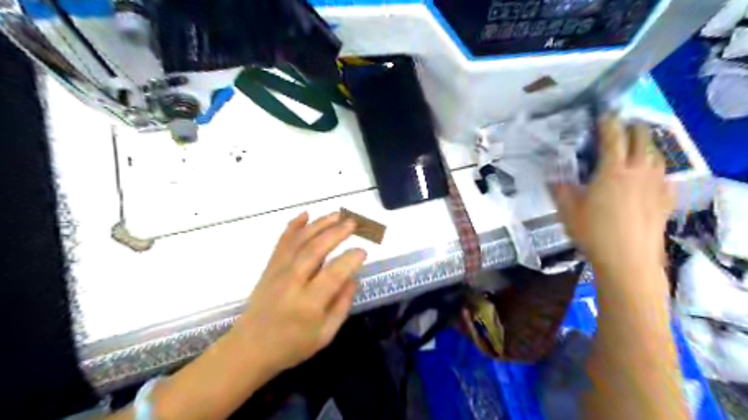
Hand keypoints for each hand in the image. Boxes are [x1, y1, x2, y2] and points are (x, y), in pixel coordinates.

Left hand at [231, 214, 366, 373]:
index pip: (334, 274)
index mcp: (309, 304)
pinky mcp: (270, 267)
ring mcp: (278, 271)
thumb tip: (353, 278)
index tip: (363, 252)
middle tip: (354, 223)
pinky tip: (305, 214)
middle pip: (315, 249)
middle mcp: (292, 282)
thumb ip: (342, 305)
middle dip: (336, 233)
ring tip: (338, 214)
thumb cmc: (292, 346)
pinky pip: (282, 242)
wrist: (249, 348)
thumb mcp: (325, 335)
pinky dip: (293, 226)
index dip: (350, 260)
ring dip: (320, 224)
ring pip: (300, 241)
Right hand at [551, 116, 675, 281]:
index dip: (608, 122)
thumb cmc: (593, 233)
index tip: (603, 115)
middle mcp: (638, 171)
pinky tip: (648, 177)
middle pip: (642, 138)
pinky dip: (655, 169)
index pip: (613, 137)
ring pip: (656, 154)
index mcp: (613, 170)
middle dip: (632, 127)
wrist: (628, 260)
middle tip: (621, 127)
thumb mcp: (568, 210)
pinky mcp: (665, 199)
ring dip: (645, 146)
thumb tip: (552, 175)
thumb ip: (559, 189)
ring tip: (634, 148)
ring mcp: (656, 185)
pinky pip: (664, 175)